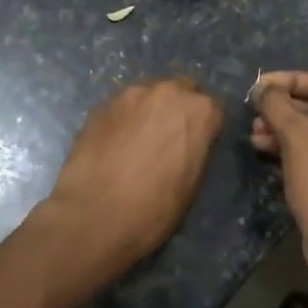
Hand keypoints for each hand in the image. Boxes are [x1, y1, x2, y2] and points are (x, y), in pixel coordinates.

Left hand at [45, 77, 224, 266]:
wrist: (93, 216)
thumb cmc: (154, 208)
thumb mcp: (192, 184)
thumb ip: (195, 150)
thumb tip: (188, 144)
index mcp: (199, 111)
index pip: (214, 108)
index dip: (205, 127)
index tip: (196, 144)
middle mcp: (167, 92)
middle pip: (180, 90)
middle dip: (177, 110)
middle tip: (167, 139)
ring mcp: (129, 95)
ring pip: (147, 95)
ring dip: (148, 112)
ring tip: (137, 143)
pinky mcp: (99, 106)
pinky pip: (120, 108)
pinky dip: (122, 121)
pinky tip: (113, 146)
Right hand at [251, 71, 307, 265]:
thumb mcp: (298, 138)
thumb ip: (278, 106)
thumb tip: (262, 88)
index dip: (289, 80)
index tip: (258, 85)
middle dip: (283, 108)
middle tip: (253, 111)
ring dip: (282, 128)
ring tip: (254, 133)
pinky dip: (289, 147)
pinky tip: (263, 149)